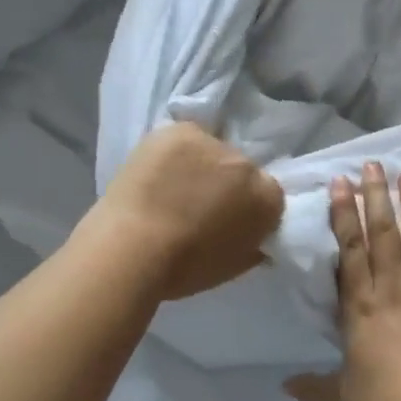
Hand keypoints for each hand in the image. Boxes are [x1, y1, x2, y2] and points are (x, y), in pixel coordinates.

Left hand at [88, 122, 284, 299]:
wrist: (132, 249)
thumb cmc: (184, 269)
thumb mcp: (233, 266)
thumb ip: (252, 245)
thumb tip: (255, 239)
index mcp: (268, 199)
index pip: (268, 195)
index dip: (247, 208)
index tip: (227, 221)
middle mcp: (248, 164)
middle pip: (241, 169)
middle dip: (226, 184)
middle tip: (198, 205)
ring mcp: (213, 143)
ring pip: (211, 150)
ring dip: (199, 164)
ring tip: (171, 186)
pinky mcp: (180, 131)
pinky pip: (183, 138)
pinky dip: (174, 152)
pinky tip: (157, 170)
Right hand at [286, 162, 400, 400]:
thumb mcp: (340, 399)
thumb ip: (313, 387)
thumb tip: (283, 386)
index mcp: (361, 307)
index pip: (350, 250)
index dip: (345, 214)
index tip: (342, 183)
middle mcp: (393, 289)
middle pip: (384, 234)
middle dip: (377, 196)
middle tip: (374, 164)